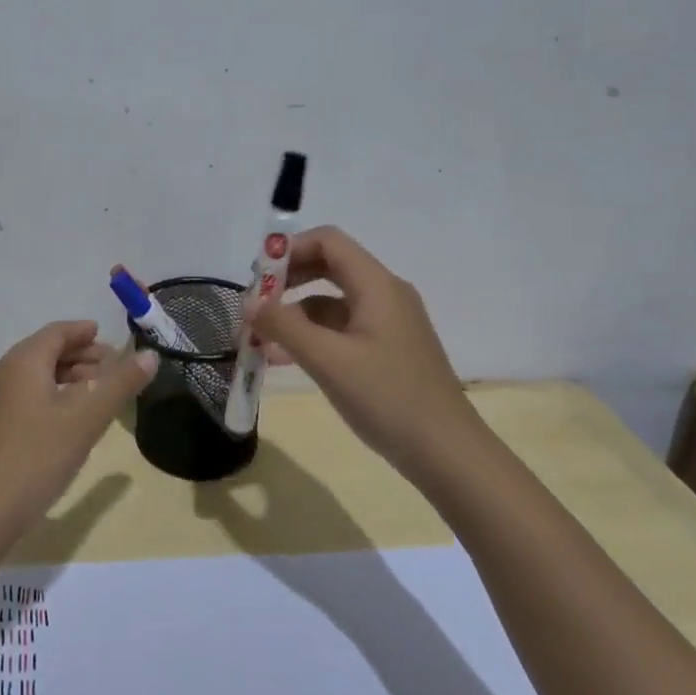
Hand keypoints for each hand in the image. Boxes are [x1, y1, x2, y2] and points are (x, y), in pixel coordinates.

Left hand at [0, 320, 157, 540]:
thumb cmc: (36, 457)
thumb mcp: (86, 420)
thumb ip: (119, 384)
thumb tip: (150, 355)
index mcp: (23, 362)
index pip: (57, 332)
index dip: (83, 331)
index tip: (108, 336)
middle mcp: (5, 373)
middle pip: (46, 351)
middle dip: (81, 355)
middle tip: (114, 366)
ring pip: (37, 375)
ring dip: (69, 376)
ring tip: (100, 391)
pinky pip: (28, 395)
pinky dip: (54, 395)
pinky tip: (73, 417)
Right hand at [245, 226, 471, 471]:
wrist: (447, 453)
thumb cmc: (387, 398)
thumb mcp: (328, 360)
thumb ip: (284, 326)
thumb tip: (248, 304)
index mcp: (377, 285)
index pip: (328, 241)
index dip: (289, 249)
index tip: (257, 277)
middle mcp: (385, 294)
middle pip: (329, 266)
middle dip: (288, 281)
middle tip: (255, 305)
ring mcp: (389, 323)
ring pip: (332, 301)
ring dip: (295, 313)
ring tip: (262, 339)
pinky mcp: (388, 349)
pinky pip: (343, 328)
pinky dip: (313, 335)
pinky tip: (287, 359)